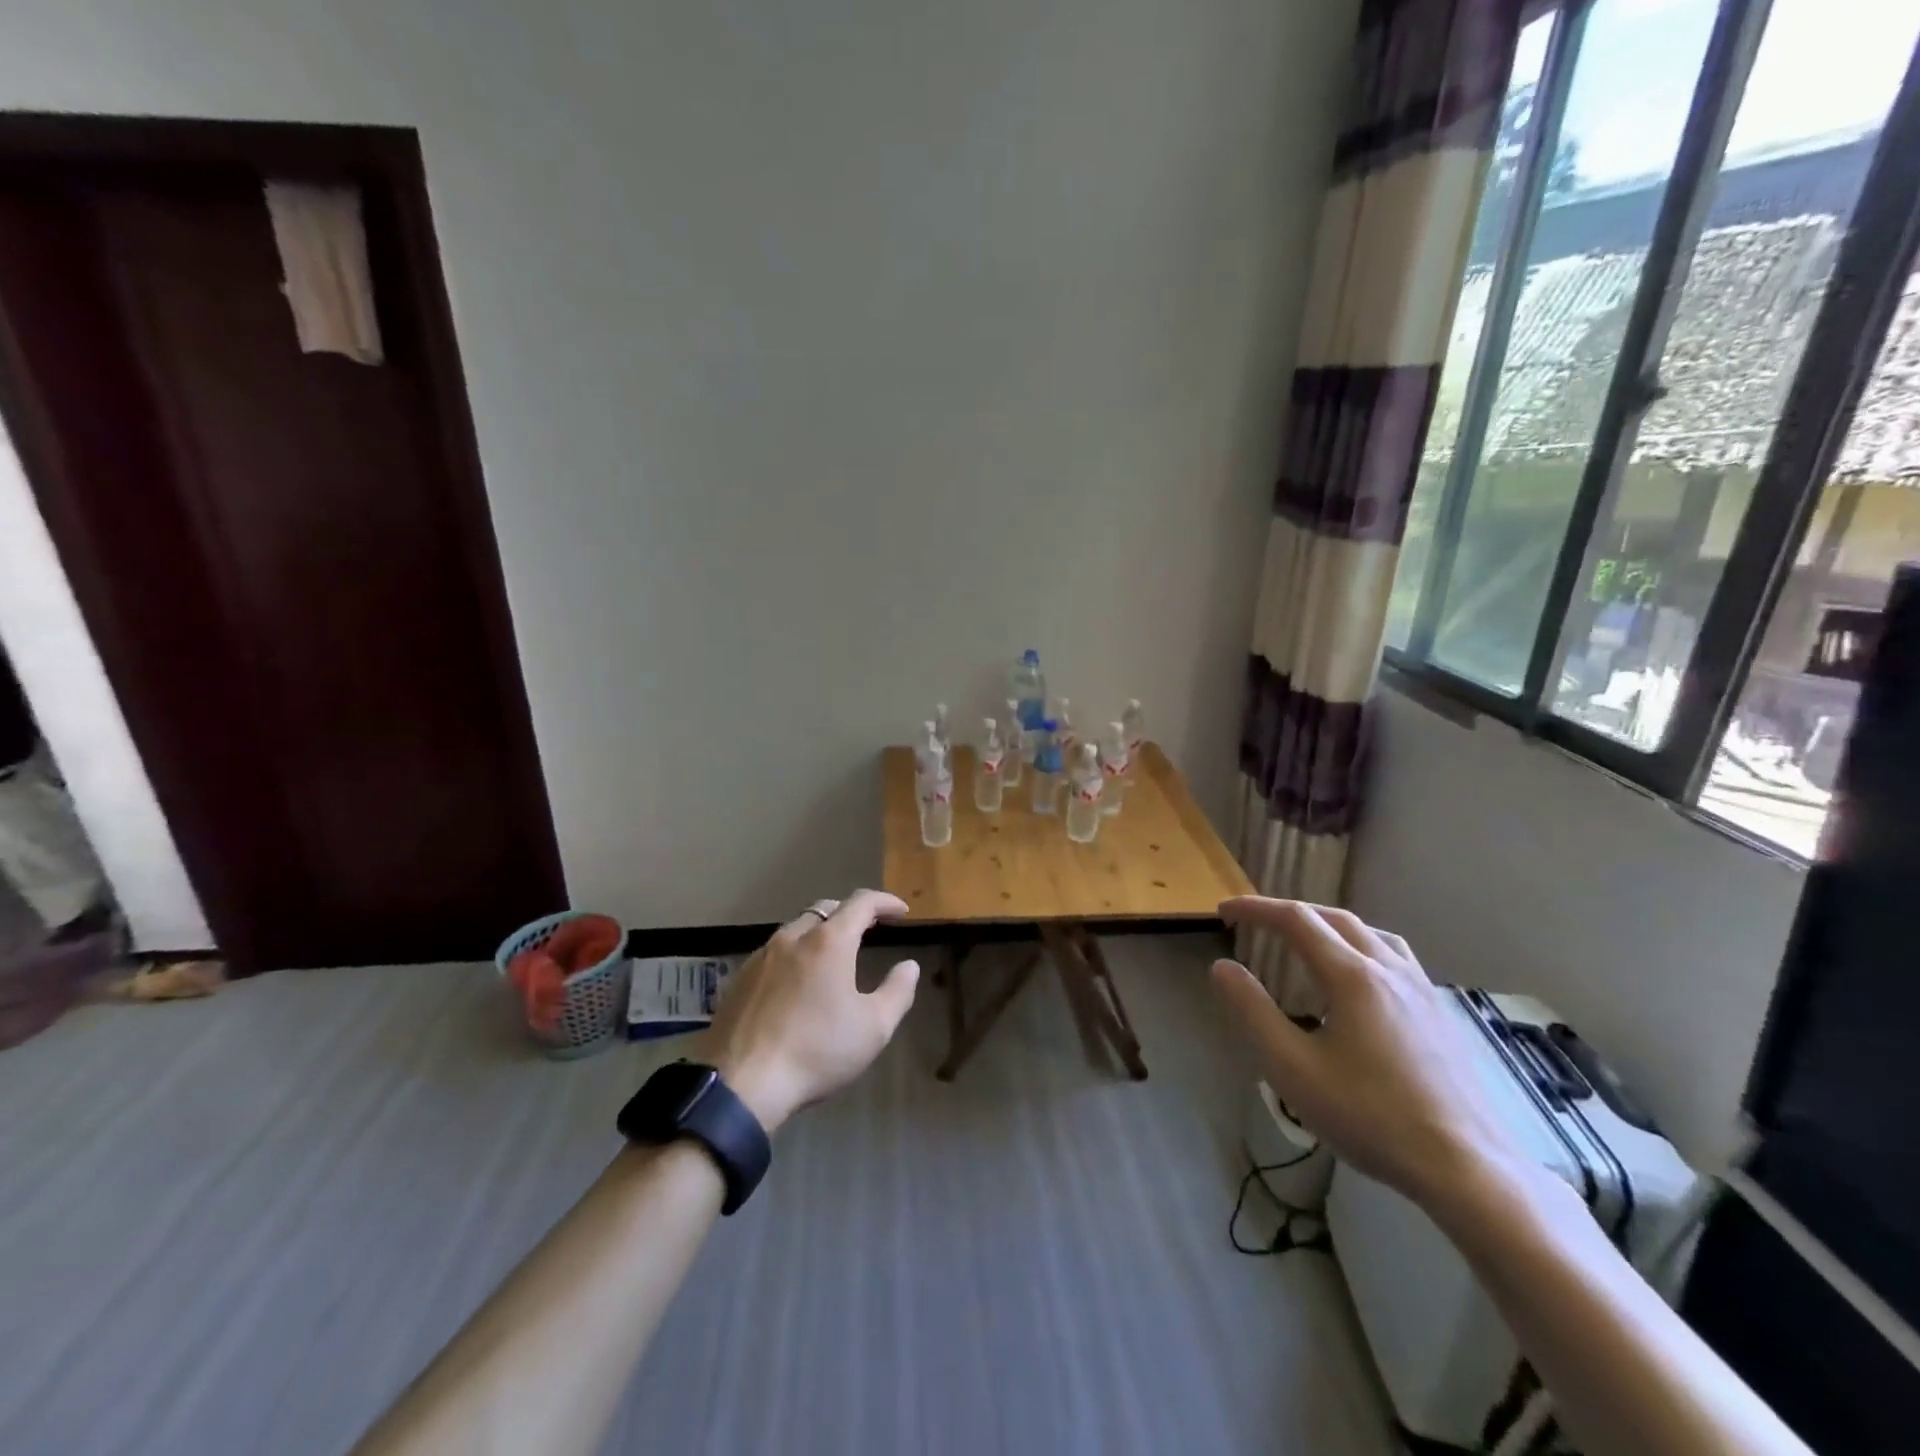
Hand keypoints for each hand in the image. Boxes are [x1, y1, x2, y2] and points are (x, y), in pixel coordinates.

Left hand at [696, 889, 919, 1134]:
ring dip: (820, 932)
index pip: (861, 903)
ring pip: (796, 928)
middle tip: (870, 928)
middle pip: (825, 909)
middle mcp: (792, 937)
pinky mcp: (739, 978)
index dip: (885, 902)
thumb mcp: (873, 1028)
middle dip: (851, 913)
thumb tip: (909, 966)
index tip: (901, 912)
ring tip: (834, 954)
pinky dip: (795, 954)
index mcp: (828, 941)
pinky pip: (775, 952)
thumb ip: (897, 992)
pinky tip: (798, 980)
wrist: (741, 1084)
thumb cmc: (817, 1051)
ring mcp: (761, 956)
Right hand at [1210, 897, 1520, 1208]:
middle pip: (1333, 917)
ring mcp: (1421, 989)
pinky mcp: (1439, 1013)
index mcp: (1352, 975)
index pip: (1295, 919)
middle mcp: (1388, 969)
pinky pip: (1394, 956)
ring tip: (1305, 938)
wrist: (1467, 1168)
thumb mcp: (1292, 1067)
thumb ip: (1252, 1011)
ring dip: (1327, 924)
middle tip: (1254, 922)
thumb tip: (1222, 967)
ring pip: (1370, 932)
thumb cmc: (1370, 1116)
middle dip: (1288, 911)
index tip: (1223, 911)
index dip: (1255, 909)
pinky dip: (1360, 945)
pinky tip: (1358, 978)